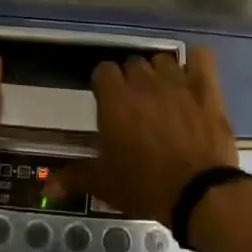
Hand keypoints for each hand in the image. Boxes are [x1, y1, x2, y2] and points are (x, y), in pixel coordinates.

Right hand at [49, 49, 238, 222]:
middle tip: (135, 105)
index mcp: (115, 99)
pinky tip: (193, 77)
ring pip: (163, 60)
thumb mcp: (104, 184)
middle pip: (133, 63)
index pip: (103, 70)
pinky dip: (196, 63)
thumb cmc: (145, 186)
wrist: (199, 194)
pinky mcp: (206, 88)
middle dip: (131, 79)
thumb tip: (44, 186)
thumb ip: (73, 177)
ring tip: (163, 94)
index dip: (104, 85)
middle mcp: (144, 82)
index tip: (107, 102)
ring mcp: (177, 81)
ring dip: (160, 72)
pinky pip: (201, 57)